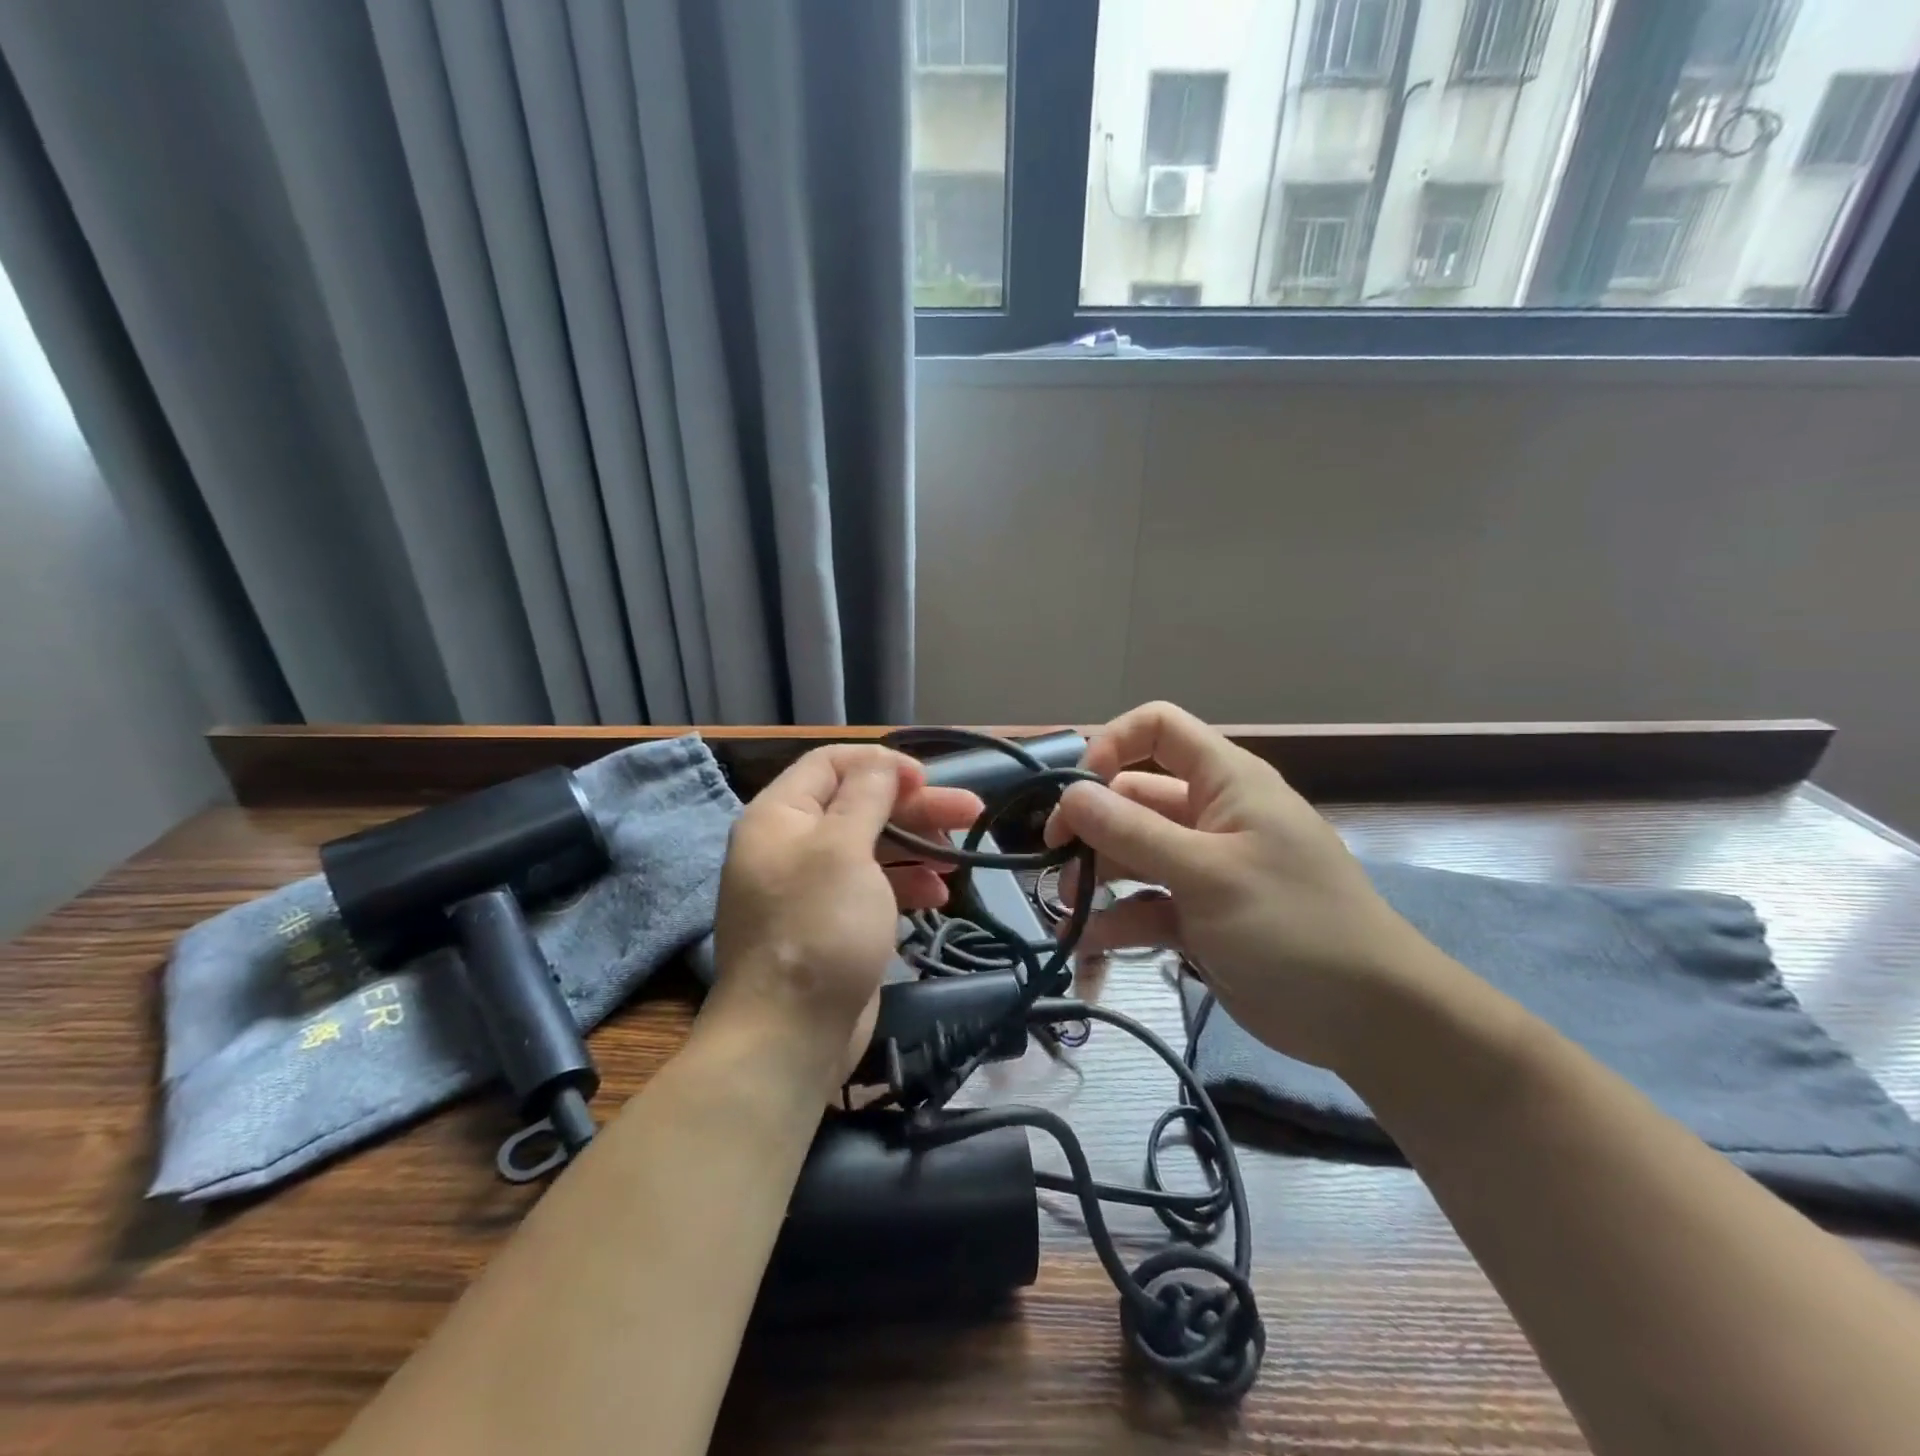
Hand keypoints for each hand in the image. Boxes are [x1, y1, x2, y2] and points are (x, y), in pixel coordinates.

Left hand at [708, 745, 981, 1081]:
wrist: (791, 1034)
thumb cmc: (818, 927)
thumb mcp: (843, 848)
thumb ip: (866, 797)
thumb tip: (882, 763)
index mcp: (780, 816)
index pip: (830, 763)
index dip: (881, 764)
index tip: (927, 778)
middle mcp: (792, 844)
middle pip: (859, 805)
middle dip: (914, 806)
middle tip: (970, 810)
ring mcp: (812, 887)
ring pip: (871, 846)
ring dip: (917, 846)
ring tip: (958, 857)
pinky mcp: (832, 923)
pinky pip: (872, 887)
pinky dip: (905, 883)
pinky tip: (939, 894)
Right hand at [1045, 702, 1446, 1071]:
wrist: (1367, 1019)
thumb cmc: (1293, 925)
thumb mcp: (1208, 873)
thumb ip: (1132, 832)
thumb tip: (1068, 796)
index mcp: (1224, 782)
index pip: (1158, 729)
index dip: (1111, 745)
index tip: (1076, 791)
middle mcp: (1209, 815)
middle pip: (1131, 799)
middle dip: (1090, 827)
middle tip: (1054, 861)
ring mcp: (1201, 868)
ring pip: (1130, 856)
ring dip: (1095, 881)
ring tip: (1068, 915)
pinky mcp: (1197, 916)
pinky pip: (1143, 907)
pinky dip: (1116, 924)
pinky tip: (1090, 951)